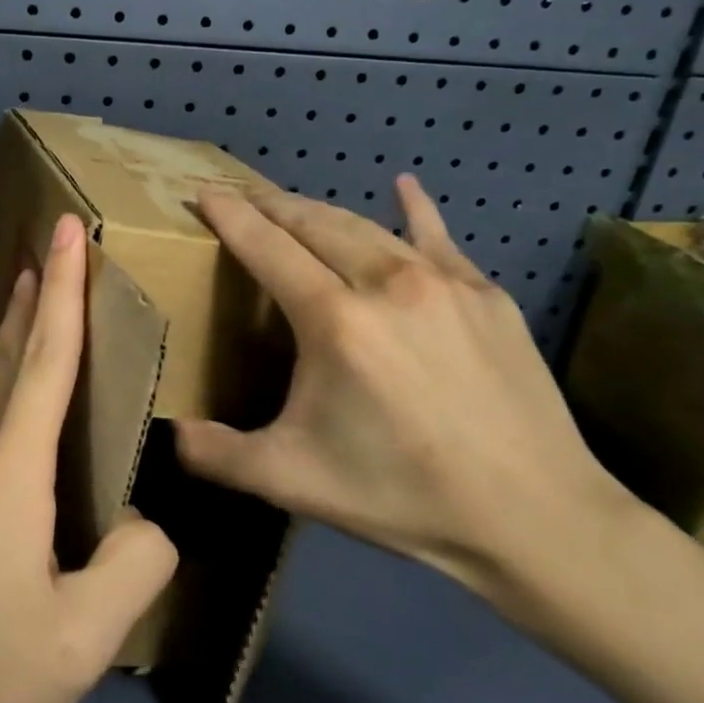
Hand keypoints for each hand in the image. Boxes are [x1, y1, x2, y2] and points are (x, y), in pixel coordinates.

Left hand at [0, 213, 177, 702]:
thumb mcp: (84, 634)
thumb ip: (135, 565)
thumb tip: (146, 523)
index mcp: (8, 471)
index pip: (44, 359)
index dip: (60, 290)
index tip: (65, 231)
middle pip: (4, 359)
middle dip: (29, 299)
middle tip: (45, 249)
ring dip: (9, 340)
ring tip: (27, 306)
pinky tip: (6, 408)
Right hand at [175, 177, 633, 601]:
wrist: (535, 515)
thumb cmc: (402, 494)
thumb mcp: (292, 481)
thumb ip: (217, 454)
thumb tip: (168, 435)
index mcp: (334, 320)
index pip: (267, 247)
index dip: (231, 216)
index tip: (206, 191)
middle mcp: (386, 283)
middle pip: (313, 223)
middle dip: (271, 205)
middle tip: (242, 196)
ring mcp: (442, 282)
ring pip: (365, 226)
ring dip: (321, 212)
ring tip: (294, 206)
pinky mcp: (485, 293)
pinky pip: (436, 237)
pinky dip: (412, 209)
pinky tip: (404, 187)